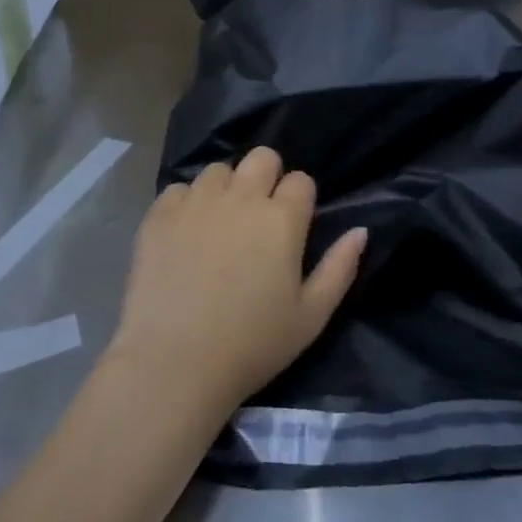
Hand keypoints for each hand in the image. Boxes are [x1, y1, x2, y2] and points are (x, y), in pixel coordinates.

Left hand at [108, 147, 366, 416]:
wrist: (174, 363)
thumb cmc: (252, 345)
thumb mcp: (311, 317)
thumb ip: (340, 268)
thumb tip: (361, 231)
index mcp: (282, 219)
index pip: (301, 180)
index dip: (300, 199)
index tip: (293, 226)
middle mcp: (241, 198)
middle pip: (262, 157)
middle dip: (267, 176)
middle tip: (260, 215)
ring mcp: (197, 203)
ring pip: (219, 169)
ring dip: (226, 188)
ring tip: (220, 222)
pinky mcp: (160, 215)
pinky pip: (179, 189)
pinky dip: (187, 203)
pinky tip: (186, 233)